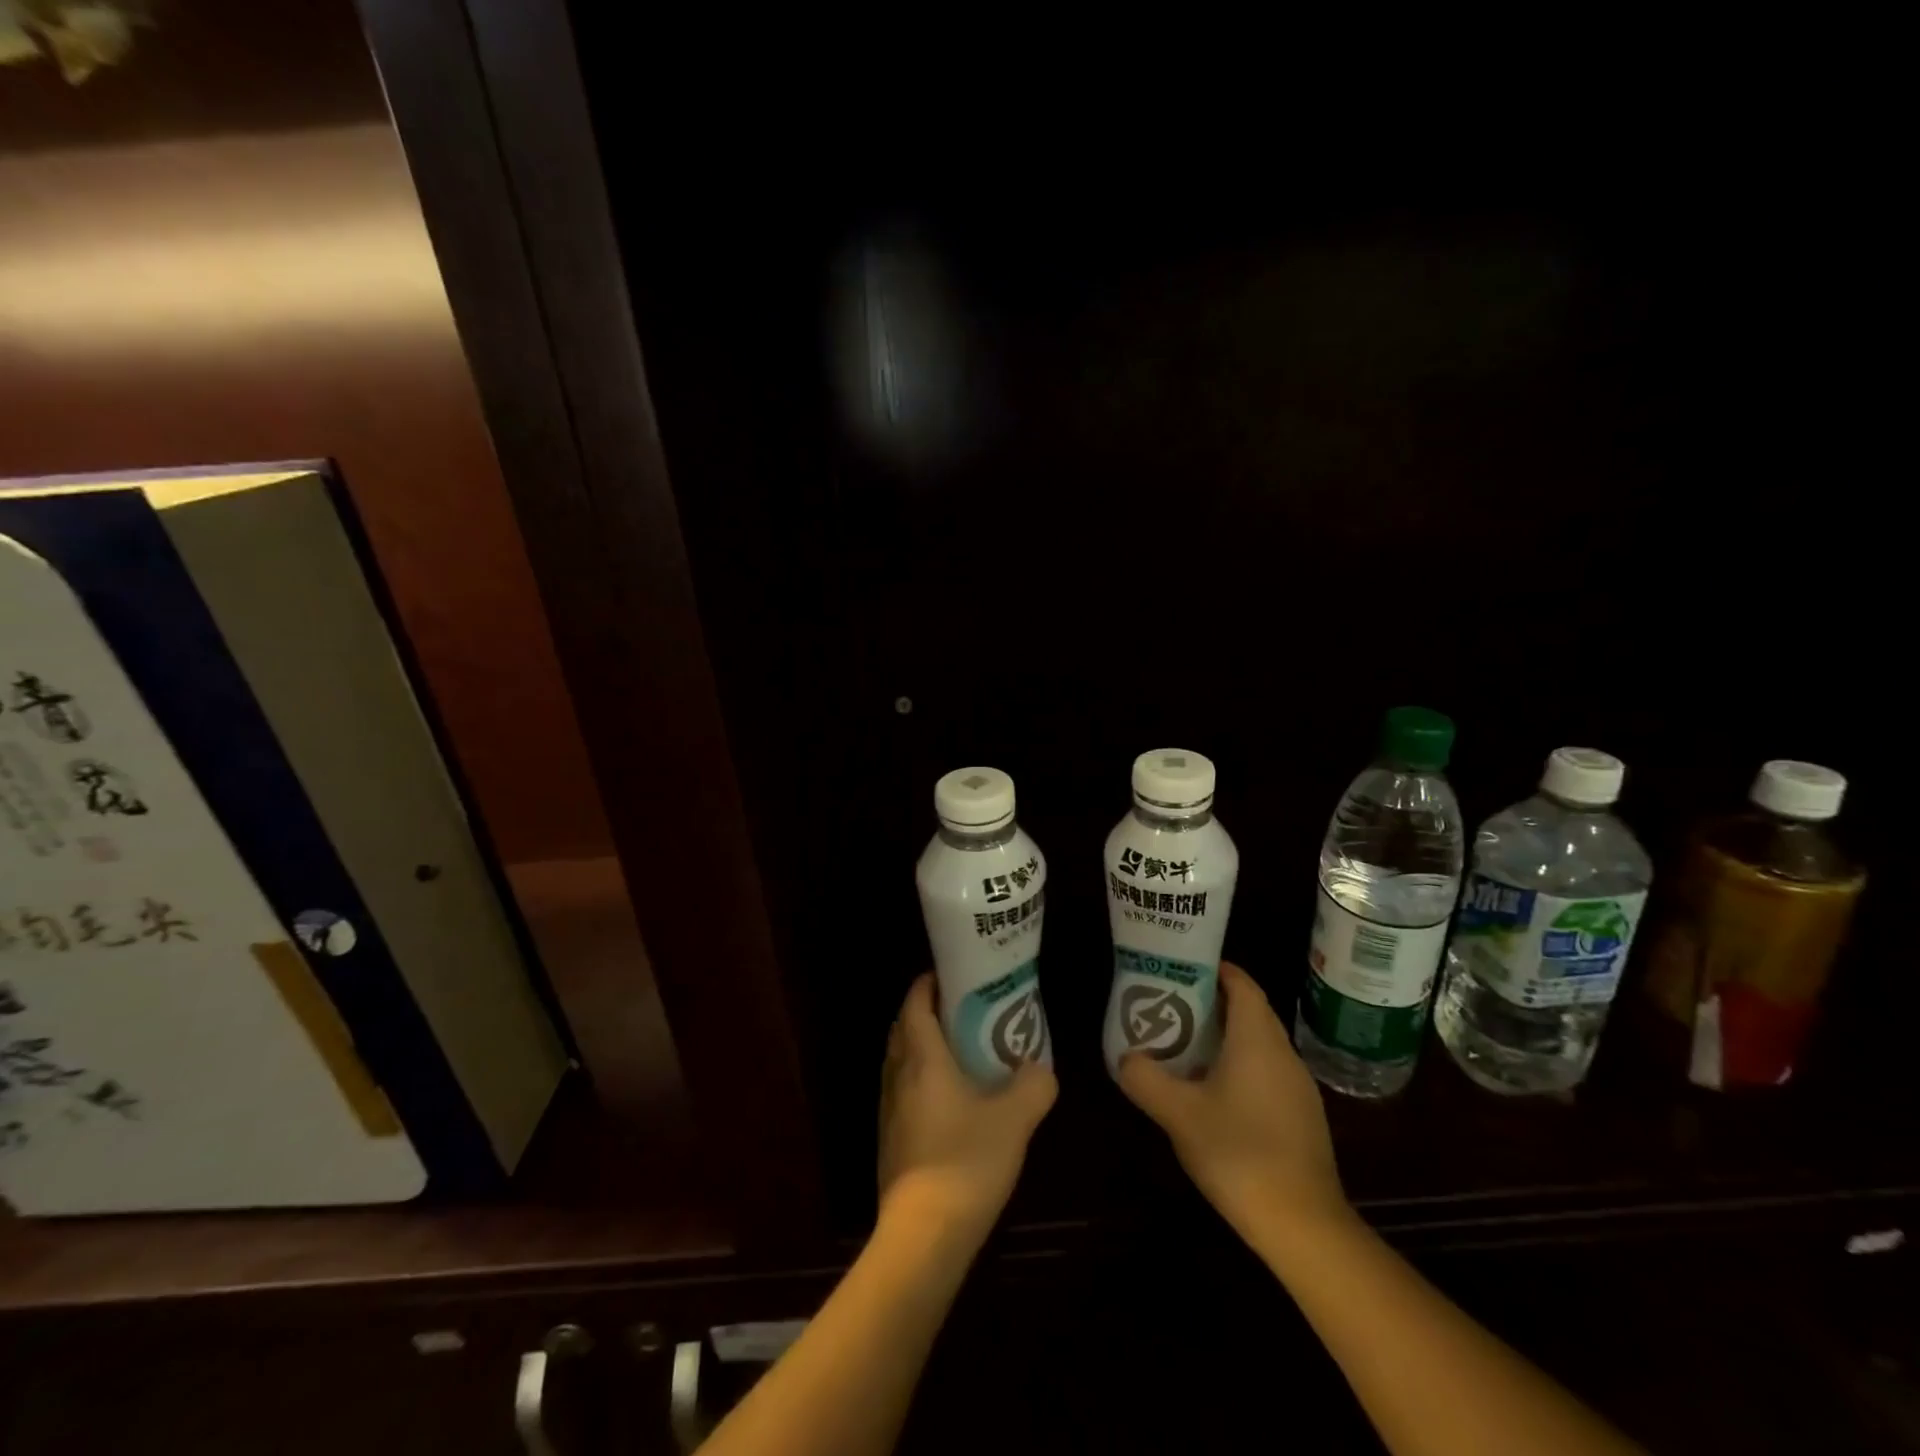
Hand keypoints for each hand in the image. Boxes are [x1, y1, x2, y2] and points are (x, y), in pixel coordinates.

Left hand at [877, 973, 1055, 1245]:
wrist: (923, 1234)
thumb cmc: (966, 1161)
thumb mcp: (1014, 1119)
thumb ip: (1033, 1085)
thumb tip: (1039, 1068)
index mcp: (922, 1058)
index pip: (915, 1003)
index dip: (929, 982)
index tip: (952, 974)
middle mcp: (897, 1075)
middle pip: (904, 1028)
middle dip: (927, 1011)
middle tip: (963, 1009)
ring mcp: (888, 1109)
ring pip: (900, 1060)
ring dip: (922, 1046)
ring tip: (960, 1050)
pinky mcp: (890, 1138)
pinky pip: (902, 1090)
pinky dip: (920, 1078)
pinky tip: (949, 1099)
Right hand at [1118, 962, 1350, 1246]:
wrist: (1304, 1226)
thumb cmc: (1239, 1153)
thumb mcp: (1178, 1114)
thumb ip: (1145, 1079)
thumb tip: (1125, 1058)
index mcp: (1257, 1039)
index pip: (1242, 983)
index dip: (1215, 969)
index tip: (1182, 968)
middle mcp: (1283, 1053)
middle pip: (1249, 1011)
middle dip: (1212, 1003)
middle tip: (1171, 1005)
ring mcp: (1297, 1087)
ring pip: (1258, 1044)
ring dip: (1224, 1037)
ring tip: (1183, 1046)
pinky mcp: (1301, 1117)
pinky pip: (1266, 1072)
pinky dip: (1239, 1066)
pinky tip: (1212, 1093)